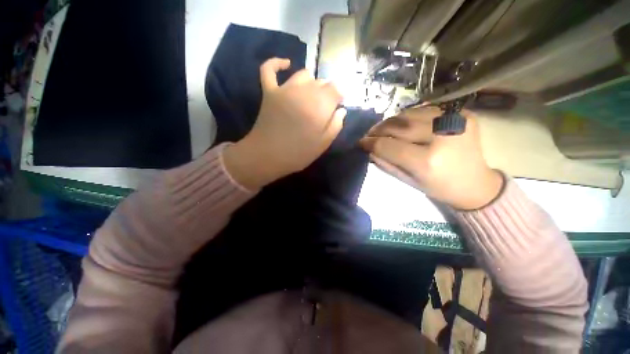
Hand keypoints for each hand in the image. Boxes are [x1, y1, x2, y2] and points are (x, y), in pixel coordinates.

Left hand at [224, 58, 346, 189]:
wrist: (267, 156)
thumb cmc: (298, 154)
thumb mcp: (323, 144)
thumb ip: (336, 125)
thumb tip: (341, 110)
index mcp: (319, 105)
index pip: (336, 89)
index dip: (339, 97)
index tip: (337, 107)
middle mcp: (304, 91)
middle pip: (321, 81)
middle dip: (326, 93)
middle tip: (323, 109)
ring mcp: (284, 89)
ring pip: (303, 74)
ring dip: (311, 83)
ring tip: (310, 97)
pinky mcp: (269, 91)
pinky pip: (269, 69)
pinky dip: (277, 63)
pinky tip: (286, 64)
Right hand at [359, 106, 502, 209]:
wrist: (476, 183)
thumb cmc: (439, 187)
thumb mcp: (408, 181)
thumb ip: (386, 163)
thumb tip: (369, 148)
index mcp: (427, 160)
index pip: (388, 145)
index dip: (370, 142)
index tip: (360, 142)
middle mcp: (440, 135)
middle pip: (397, 125)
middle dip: (378, 129)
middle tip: (369, 134)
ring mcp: (454, 120)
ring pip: (409, 114)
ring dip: (391, 121)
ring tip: (383, 129)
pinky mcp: (461, 112)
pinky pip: (424, 110)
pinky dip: (409, 117)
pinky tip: (403, 125)